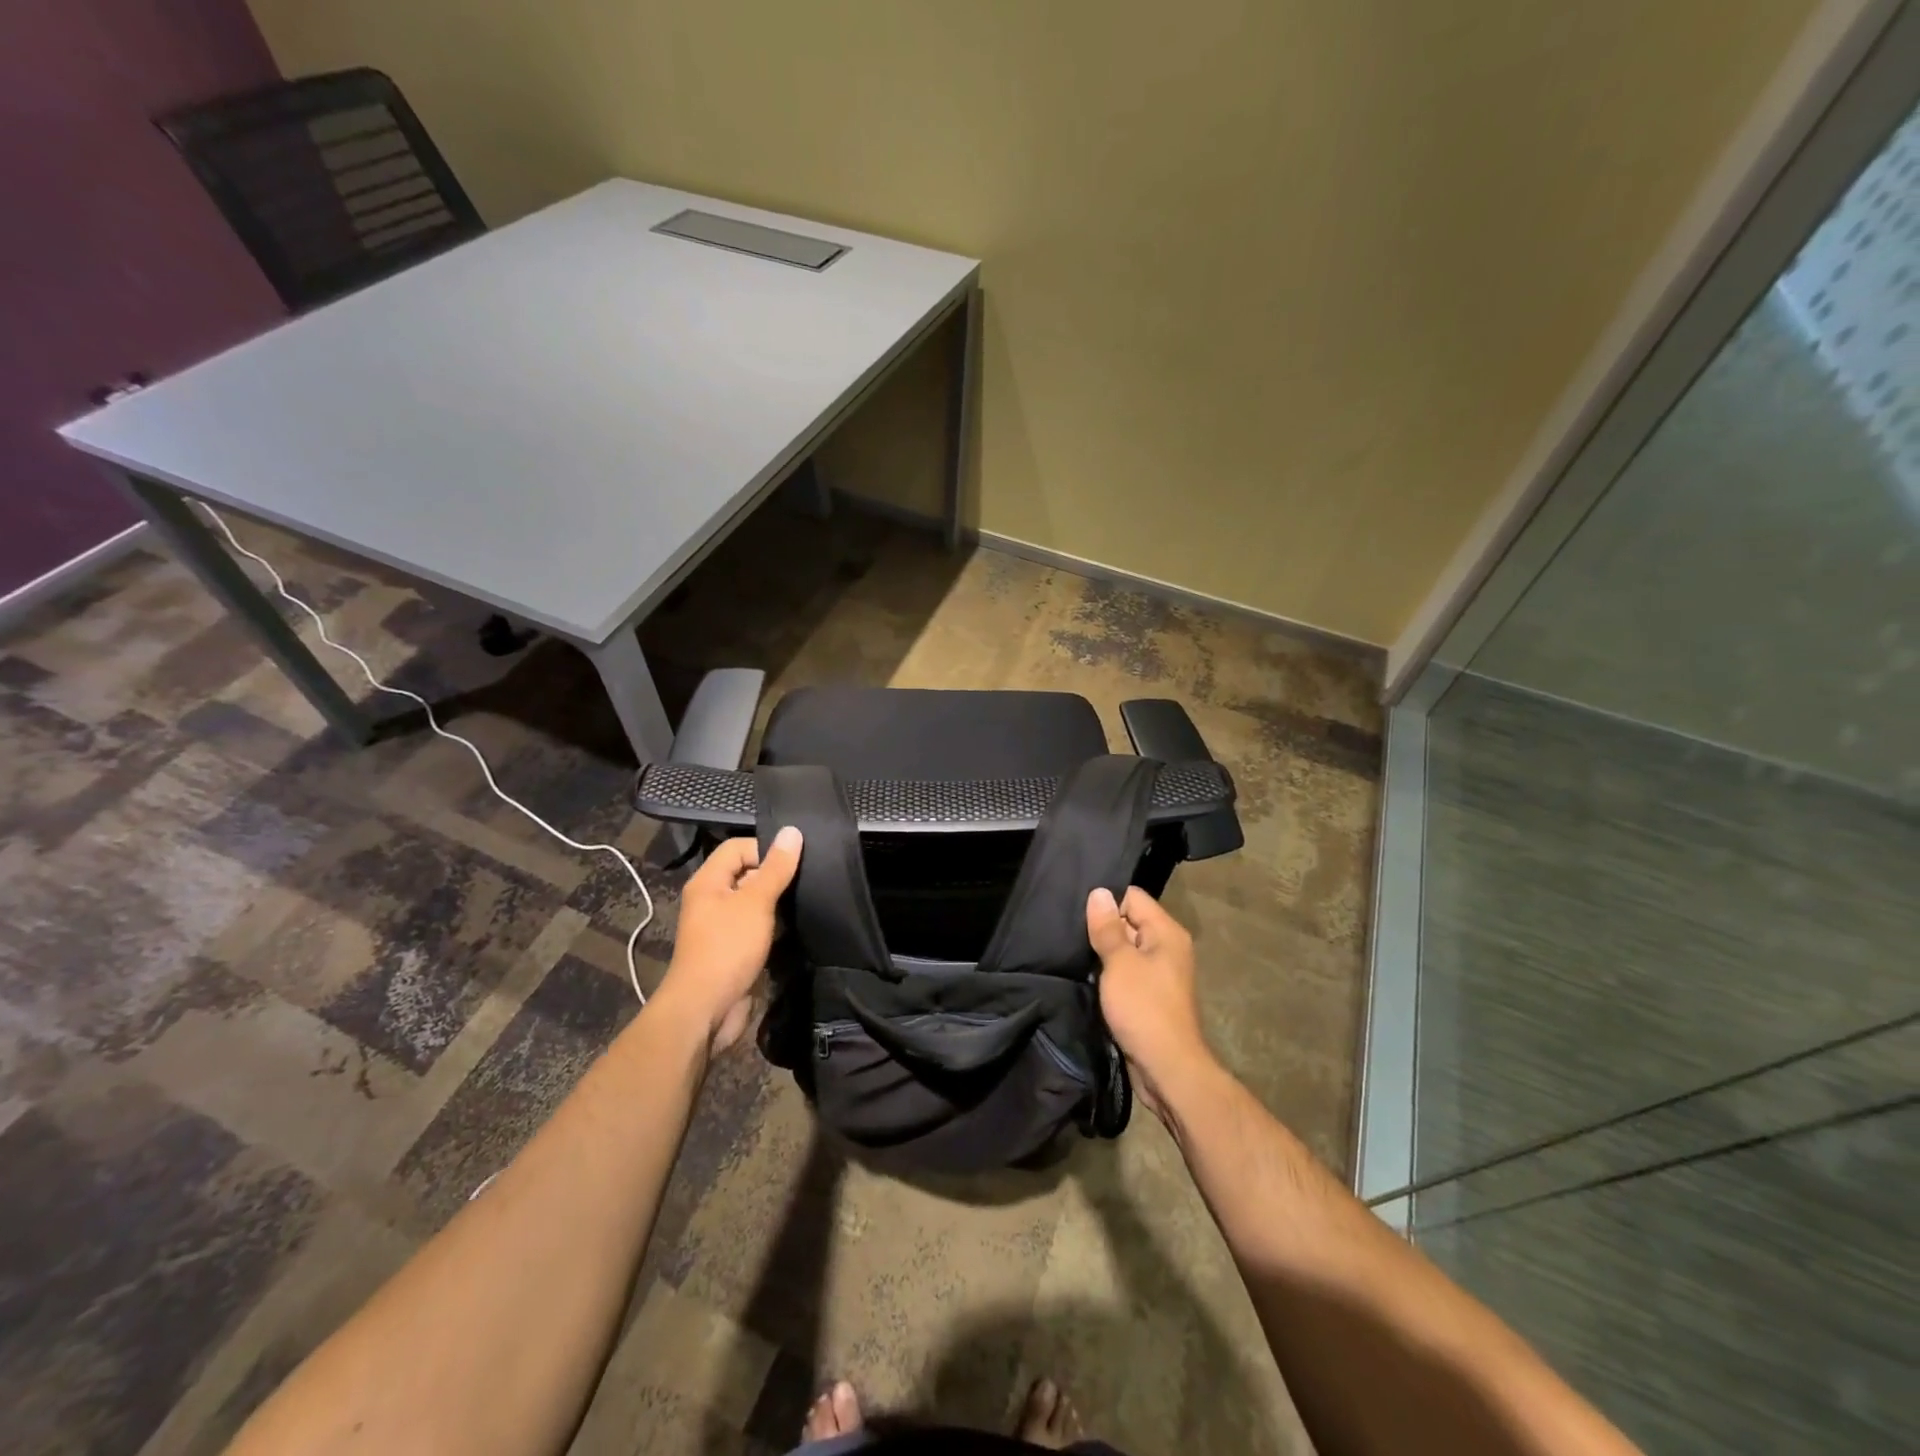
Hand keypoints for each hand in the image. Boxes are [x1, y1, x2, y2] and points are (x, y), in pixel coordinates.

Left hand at [656, 827, 801, 1052]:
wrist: (706, 1010)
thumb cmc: (727, 948)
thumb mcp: (756, 902)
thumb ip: (776, 868)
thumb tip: (792, 831)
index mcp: (708, 882)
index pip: (738, 847)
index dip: (765, 848)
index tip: (795, 860)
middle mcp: (712, 900)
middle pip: (747, 873)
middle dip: (775, 875)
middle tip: (807, 878)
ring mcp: (723, 926)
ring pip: (755, 902)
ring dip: (777, 902)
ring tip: (806, 900)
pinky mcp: (735, 950)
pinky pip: (757, 927)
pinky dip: (775, 925)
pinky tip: (797, 926)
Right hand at [1086, 886, 1213, 1123]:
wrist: (1168, 1070)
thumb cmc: (1144, 1009)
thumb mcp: (1120, 963)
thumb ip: (1108, 927)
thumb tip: (1099, 892)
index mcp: (1166, 932)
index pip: (1132, 897)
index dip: (1106, 903)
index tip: (1079, 915)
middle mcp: (1167, 947)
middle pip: (1129, 921)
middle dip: (1102, 928)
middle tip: (1069, 935)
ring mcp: (1160, 973)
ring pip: (1125, 949)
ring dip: (1103, 954)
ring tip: (1074, 956)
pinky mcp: (1150, 996)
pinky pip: (1126, 973)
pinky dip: (1109, 975)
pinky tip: (1088, 979)